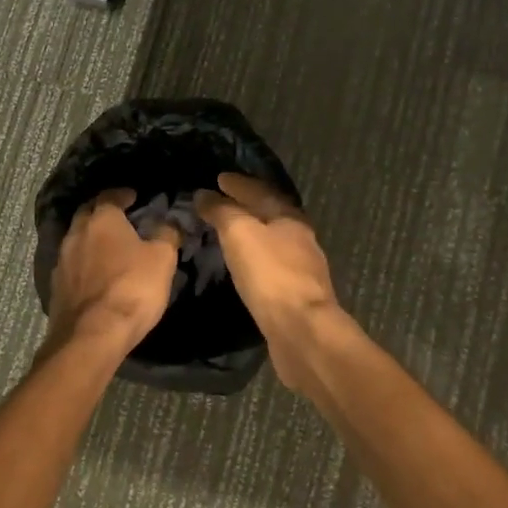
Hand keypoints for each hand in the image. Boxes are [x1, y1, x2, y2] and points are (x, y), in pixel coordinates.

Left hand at [46, 189, 180, 354]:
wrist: (91, 336)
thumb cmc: (131, 289)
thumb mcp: (162, 259)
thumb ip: (166, 235)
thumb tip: (168, 223)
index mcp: (101, 220)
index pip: (110, 196)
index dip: (123, 194)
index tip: (134, 197)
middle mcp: (76, 234)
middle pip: (87, 214)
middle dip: (102, 212)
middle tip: (119, 217)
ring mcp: (62, 261)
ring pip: (76, 239)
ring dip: (91, 239)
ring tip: (108, 246)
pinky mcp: (56, 287)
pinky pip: (72, 265)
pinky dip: (83, 263)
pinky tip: (95, 273)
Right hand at [195, 173, 344, 391]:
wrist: (302, 329)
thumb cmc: (270, 274)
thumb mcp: (240, 233)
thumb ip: (222, 212)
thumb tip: (205, 195)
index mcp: (289, 218)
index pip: (260, 191)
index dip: (238, 184)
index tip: (219, 178)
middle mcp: (300, 238)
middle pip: (270, 213)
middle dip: (246, 205)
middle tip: (221, 201)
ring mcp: (301, 268)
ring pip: (272, 239)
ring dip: (251, 231)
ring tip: (228, 231)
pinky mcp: (296, 294)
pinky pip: (271, 265)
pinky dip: (254, 257)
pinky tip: (244, 264)